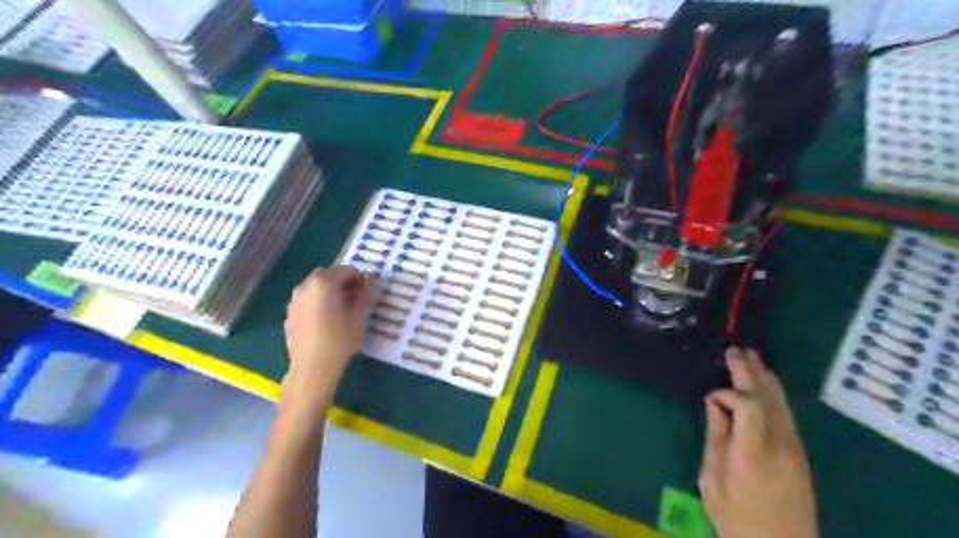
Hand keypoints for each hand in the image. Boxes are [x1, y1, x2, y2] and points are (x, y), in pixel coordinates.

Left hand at [282, 266, 369, 395]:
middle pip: (329, 274)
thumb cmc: (340, 340)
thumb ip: (364, 294)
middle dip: (343, 282)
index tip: (368, 292)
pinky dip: (318, 301)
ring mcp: (295, 299)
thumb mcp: (358, 316)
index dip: (360, 279)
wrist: (312, 368)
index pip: (347, 270)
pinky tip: (326, 319)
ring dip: (330, 290)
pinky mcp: (290, 312)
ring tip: (341, 309)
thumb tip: (369, 281)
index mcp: (324, 283)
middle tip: (356, 299)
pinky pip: (307, 298)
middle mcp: (306, 285)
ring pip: (316, 286)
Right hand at [697, 346, 815, 537]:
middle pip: (767, 399)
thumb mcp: (712, 481)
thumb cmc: (738, 520)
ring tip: (752, 359)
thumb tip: (714, 406)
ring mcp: (794, 449)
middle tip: (735, 350)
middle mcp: (779, 445)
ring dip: (765, 379)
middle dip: (750, 373)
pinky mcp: (799, 455)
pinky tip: (766, 386)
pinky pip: (786, 415)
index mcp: (753, 453)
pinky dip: (773, 395)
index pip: (747, 405)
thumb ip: (715, 439)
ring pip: (781, 404)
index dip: (727, 393)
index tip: (709, 399)